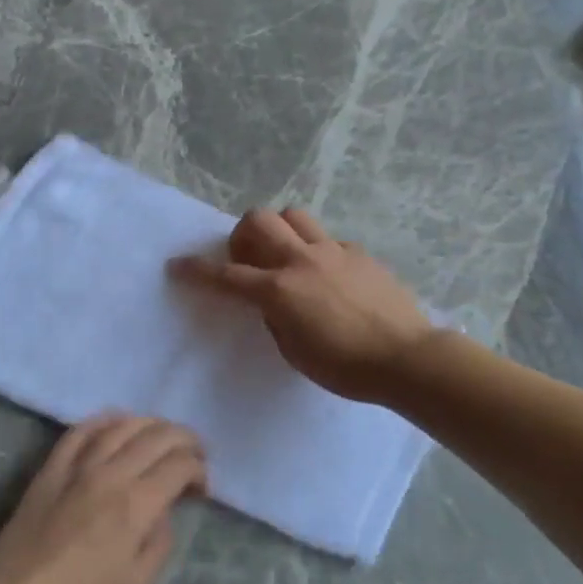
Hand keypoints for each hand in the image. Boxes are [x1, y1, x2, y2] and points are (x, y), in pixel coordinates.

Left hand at [0, 416, 204, 583]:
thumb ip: (160, 541)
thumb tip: (163, 511)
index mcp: (135, 506)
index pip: (179, 465)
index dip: (198, 470)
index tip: (200, 489)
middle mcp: (110, 475)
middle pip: (157, 436)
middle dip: (184, 440)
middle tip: (194, 455)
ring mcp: (76, 467)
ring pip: (122, 425)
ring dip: (150, 424)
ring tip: (162, 435)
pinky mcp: (51, 469)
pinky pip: (81, 431)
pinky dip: (105, 421)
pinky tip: (118, 424)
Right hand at [169, 208, 433, 403]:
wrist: (405, 357)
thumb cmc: (345, 367)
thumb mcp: (295, 352)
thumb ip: (275, 319)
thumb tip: (271, 302)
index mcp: (279, 290)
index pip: (226, 276)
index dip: (196, 271)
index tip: (177, 266)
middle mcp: (301, 260)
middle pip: (259, 220)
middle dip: (241, 234)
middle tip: (246, 257)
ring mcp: (333, 251)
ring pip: (294, 216)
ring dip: (279, 229)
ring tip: (283, 254)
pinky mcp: (359, 252)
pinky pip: (328, 238)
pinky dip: (316, 250)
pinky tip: (327, 275)